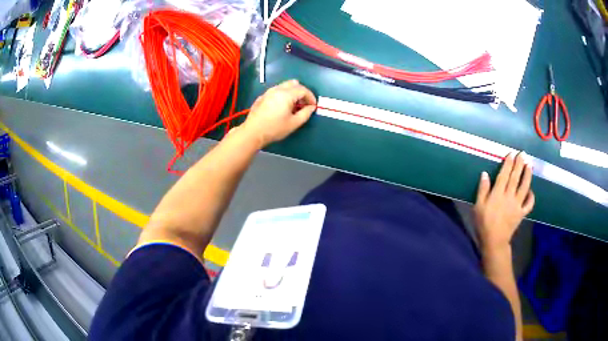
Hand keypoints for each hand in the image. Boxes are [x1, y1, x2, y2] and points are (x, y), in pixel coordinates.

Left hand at [240, 79, 316, 148]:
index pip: (303, 90)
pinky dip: (283, 95)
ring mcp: (268, 92)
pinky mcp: (262, 96)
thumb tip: (311, 107)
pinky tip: (282, 107)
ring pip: (284, 86)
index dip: (311, 97)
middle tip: (304, 104)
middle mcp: (277, 89)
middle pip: (294, 84)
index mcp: (286, 94)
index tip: (313, 106)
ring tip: (294, 106)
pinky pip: (276, 91)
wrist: (253, 132)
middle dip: (302, 92)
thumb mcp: (294, 123)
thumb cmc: (275, 129)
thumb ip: (305, 113)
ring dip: (292, 93)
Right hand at [474, 152, 534, 250]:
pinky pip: (529, 204)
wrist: (494, 242)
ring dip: (528, 175)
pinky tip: (531, 190)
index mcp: (498, 194)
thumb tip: (485, 174)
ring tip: (530, 165)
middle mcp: (509, 197)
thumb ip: (482, 190)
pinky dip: (531, 197)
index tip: (511, 153)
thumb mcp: (478, 207)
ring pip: (524, 187)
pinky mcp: (521, 213)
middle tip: (523, 154)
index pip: (504, 175)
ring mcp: (517, 205)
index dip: (508, 163)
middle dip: (519, 164)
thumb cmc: (484, 224)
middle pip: (515, 178)